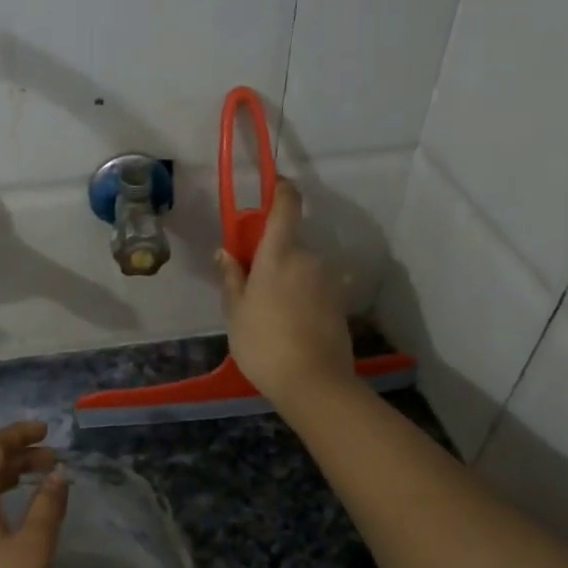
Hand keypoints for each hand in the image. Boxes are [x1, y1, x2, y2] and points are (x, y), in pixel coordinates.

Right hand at [218, 180, 356, 414]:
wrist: (313, 382)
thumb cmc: (263, 343)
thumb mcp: (235, 312)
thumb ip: (231, 277)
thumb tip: (226, 251)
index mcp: (280, 253)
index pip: (286, 205)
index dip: (280, 190)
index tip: (272, 186)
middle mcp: (310, 257)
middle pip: (290, 243)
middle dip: (272, 255)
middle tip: (251, 285)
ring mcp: (330, 279)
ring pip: (303, 267)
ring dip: (288, 278)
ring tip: (270, 312)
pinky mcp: (341, 301)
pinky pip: (315, 287)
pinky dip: (302, 296)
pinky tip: (290, 324)